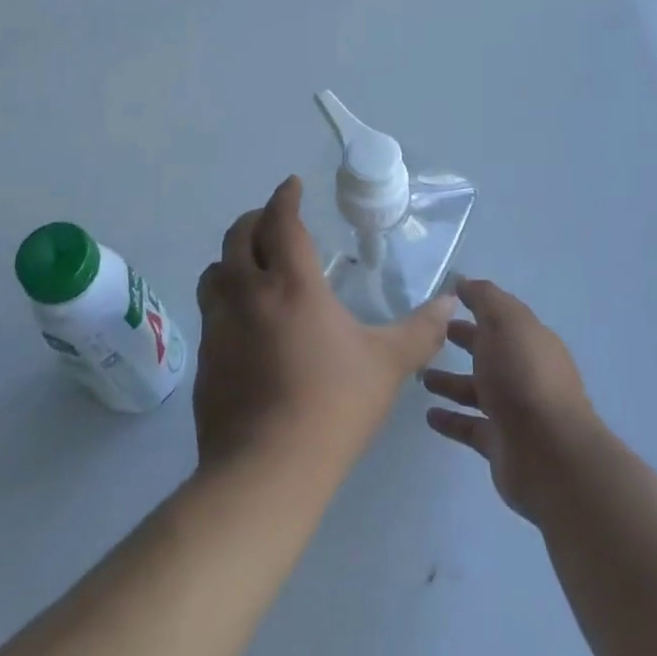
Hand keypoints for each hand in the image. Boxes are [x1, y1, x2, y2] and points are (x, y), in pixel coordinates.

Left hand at [193, 177, 455, 478]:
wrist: (266, 470)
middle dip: (255, 218)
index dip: (285, 197)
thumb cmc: (333, 406)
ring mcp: (220, 325)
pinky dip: (224, 298)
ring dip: (232, 257)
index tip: (292, 185)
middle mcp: (248, 293)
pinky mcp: (205, 358)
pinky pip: (210, 311)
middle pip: (238, 236)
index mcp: (292, 284)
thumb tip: (452, 304)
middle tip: (273, 219)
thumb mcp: (388, 364)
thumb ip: (422, 330)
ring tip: (251, 265)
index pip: (281, 221)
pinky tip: (243, 321)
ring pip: (214, 271)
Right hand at [422, 278, 596, 522]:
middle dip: (463, 341)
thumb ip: (485, 299)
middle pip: (489, 351)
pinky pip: (470, 426)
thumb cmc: (524, 377)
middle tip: (428, 336)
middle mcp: (524, 372)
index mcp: (530, 340)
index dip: (475, 306)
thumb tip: (464, 281)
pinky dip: (451, 419)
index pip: (500, 316)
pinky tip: (428, 415)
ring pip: (477, 390)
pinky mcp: (500, 444)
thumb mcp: (506, 323)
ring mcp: (514, 410)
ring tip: (420, 377)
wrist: (549, 454)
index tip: (442, 302)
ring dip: (450, 382)